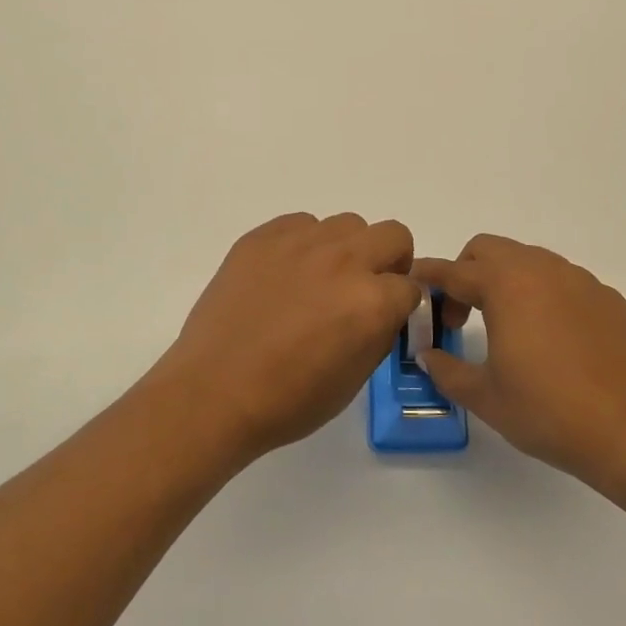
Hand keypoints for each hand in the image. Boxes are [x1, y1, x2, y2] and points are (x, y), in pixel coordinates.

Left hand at [151, 213, 421, 460]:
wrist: (214, 392)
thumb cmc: (288, 401)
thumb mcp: (355, 378)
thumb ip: (380, 333)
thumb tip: (386, 310)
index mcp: (372, 301)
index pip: (412, 286)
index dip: (402, 305)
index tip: (387, 317)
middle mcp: (344, 261)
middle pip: (393, 235)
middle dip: (390, 262)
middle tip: (365, 289)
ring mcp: (301, 243)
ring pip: (347, 224)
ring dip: (347, 249)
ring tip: (319, 281)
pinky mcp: (263, 237)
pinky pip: (301, 224)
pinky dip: (304, 244)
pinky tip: (285, 275)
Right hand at [414, 235, 625, 483]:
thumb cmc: (549, 412)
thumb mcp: (485, 397)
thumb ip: (447, 370)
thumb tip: (427, 355)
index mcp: (505, 285)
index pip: (454, 271)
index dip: (428, 277)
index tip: (412, 282)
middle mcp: (541, 270)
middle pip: (489, 250)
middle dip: (466, 271)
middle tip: (461, 315)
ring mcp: (579, 280)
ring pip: (528, 261)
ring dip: (505, 280)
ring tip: (505, 325)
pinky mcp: (607, 298)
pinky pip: (562, 281)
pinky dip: (542, 294)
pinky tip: (549, 337)